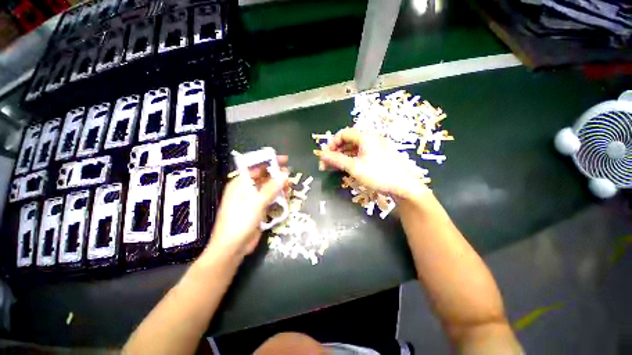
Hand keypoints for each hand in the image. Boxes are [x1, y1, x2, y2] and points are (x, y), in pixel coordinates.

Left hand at [205, 156, 288, 259]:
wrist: (233, 247)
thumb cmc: (240, 221)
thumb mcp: (256, 202)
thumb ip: (272, 188)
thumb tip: (285, 174)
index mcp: (240, 183)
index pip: (256, 167)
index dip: (269, 161)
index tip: (284, 160)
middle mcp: (246, 189)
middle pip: (264, 178)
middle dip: (277, 176)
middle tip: (290, 176)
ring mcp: (253, 200)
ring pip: (269, 189)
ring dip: (279, 187)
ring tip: (290, 187)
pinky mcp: (259, 209)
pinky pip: (270, 199)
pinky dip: (278, 197)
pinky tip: (286, 198)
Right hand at [317, 128, 427, 200]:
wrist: (404, 187)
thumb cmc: (378, 175)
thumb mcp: (354, 168)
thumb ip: (336, 160)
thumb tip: (321, 155)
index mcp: (365, 137)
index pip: (343, 134)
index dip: (331, 143)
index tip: (325, 155)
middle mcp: (370, 139)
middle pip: (347, 141)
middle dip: (335, 151)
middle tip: (326, 164)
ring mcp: (375, 147)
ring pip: (353, 148)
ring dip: (341, 156)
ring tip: (332, 167)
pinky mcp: (378, 156)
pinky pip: (360, 154)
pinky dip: (350, 159)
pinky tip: (345, 167)